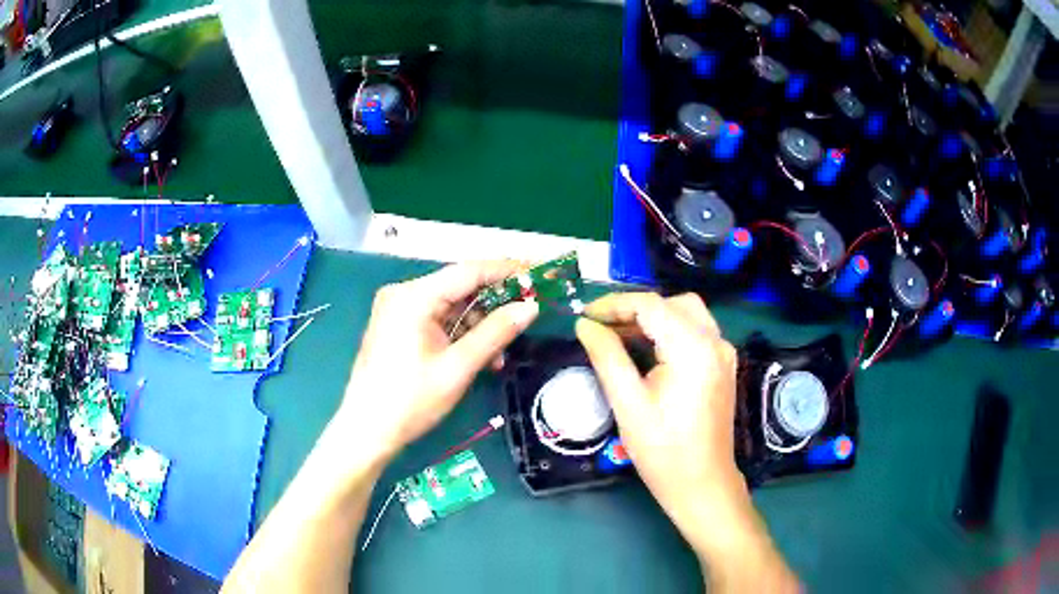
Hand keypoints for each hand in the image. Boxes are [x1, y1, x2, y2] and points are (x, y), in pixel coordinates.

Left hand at [338, 261, 538, 460]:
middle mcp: (404, 294)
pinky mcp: (398, 325)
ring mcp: (399, 309)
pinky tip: (477, 357)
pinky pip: (438, 319)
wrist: (366, 430)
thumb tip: (530, 307)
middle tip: (528, 315)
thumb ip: (496, 332)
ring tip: (499, 355)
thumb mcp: (458, 367)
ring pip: (451, 305)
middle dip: (494, 304)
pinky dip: (460, 334)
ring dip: (478, 325)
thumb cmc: (410, 401)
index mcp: (414, 296)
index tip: (538, 274)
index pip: (470, 271)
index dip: (507, 270)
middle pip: (460, 287)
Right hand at [576, 293, 797, 591]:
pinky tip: (648, 352)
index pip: (651, 305)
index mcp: (692, 348)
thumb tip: (585, 325)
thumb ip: (606, 357)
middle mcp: (715, 341)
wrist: (703, 484)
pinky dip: (670, 331)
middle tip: (603, 327)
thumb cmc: (663, 450)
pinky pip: (696, 333)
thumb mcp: (628, 403)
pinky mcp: (723, 366)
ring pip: (687, 314)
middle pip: (672, 303)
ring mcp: (723, 353)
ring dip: (653, 319)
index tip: (585, 316)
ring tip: (619, 338)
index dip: (614, 304)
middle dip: (635, 309)